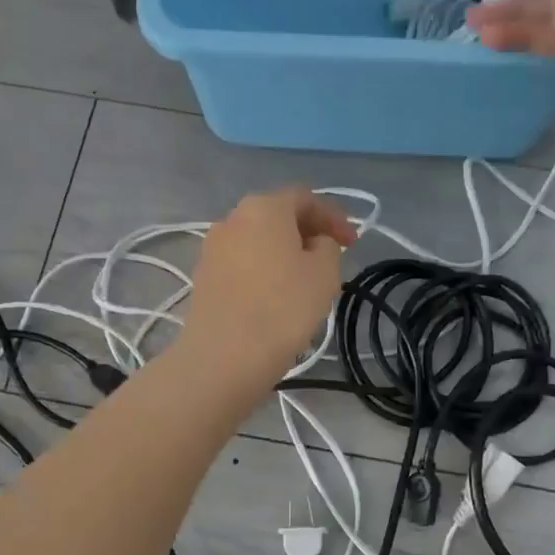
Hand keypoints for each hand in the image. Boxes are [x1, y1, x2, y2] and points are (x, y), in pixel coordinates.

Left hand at [183, 188, 356, 385]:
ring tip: (303, 280)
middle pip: (277, 216)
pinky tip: (274, 296)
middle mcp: (232, 218)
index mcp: (264, 207)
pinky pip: (241, 264)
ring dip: (282, 253)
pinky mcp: (202, 277)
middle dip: (306, 233)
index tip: (352, 242)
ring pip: (257, 241)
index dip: (333, 217)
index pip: (305, 198)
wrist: (225, 355)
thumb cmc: (283, 308)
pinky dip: (262, 271)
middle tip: (329, 258)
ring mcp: (212, 248)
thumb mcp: (325, 273)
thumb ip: (327, 246)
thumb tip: (313, 243)